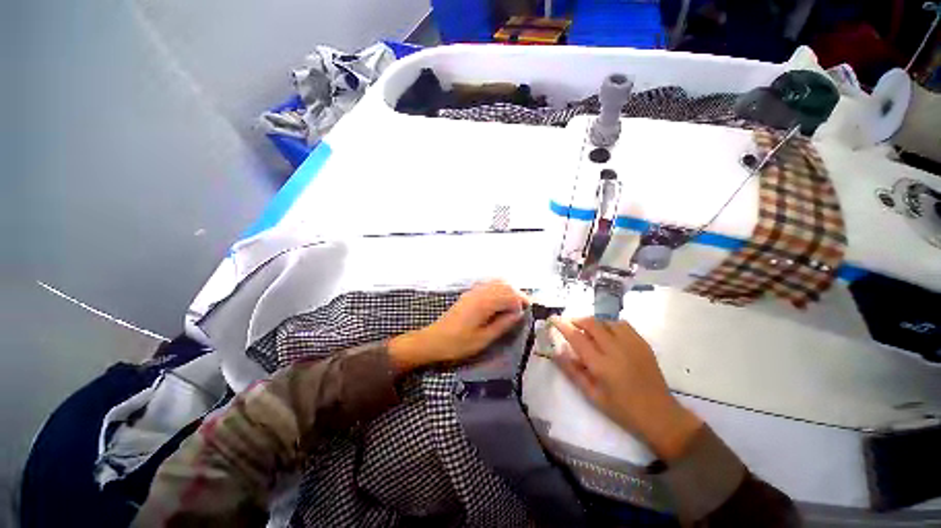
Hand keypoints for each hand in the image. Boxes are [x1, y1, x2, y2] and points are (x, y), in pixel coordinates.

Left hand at [388, 281, 529, 371]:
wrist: (433, 340)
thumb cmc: (458, 344)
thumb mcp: (483, 339)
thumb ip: (502, 324)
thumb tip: (518, 314)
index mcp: (483, 303)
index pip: (508, 294)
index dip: (521, 301)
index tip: (527, 312)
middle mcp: (479, 293)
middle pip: (503, 285)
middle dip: (516, 294)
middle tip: (522, 309)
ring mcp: (472, 292)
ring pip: (495, 284)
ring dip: (507, 292)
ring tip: (513, 307)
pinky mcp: (468, 295)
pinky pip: (487, 287)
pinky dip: (498, 291)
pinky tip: (499, 305)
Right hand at [548, 316, 702, 461]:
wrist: (660, 416)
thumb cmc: (622, 410)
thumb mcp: (592, 395)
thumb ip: (573, 372)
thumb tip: (557, 352)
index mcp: (601, 365)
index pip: (577, 338)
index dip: (563, 326)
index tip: (554, 320)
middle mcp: (616, 350)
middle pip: (592, 324)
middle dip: (577, 320)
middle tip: (570, 324)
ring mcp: (632, 345)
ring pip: (607, 321)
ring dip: (594, 323)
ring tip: (589, 331)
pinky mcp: (643, 344)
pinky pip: (623, 325)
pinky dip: (610, 324)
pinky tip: (609, 334)